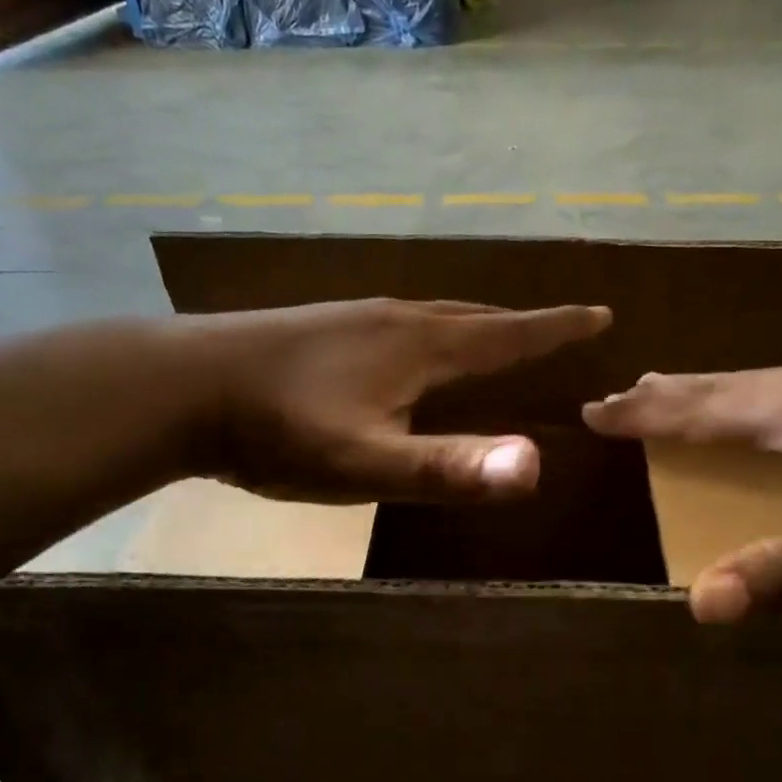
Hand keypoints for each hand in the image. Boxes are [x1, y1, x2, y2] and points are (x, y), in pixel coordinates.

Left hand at [176, 298, 610, 503]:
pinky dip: (431, 333)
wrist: (181, 388)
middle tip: (555, 329)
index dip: (556, 327)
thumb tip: (535, 467)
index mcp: (418, 346)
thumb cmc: (279, 430)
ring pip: (433, 317)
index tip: (600, 313)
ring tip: (493, 339)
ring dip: (474, 326)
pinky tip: (408, 351)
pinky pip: (398, 324)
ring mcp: (352, 319)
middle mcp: (393, 319)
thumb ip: (449, 469)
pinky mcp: (321, 330)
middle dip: (520, 325)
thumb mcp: (367, 463)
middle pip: (473, 318)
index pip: (506, 333)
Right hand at [583, 358, 781, 621]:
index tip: (594, 410)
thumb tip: (699, 605)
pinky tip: (770, 407)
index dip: (643, 415)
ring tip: (677, 394)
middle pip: (722, 385)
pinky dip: (749, 396)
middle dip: (666, 394)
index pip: (699, 411)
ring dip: (707, 391)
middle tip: (623, 395)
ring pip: (756, 382)